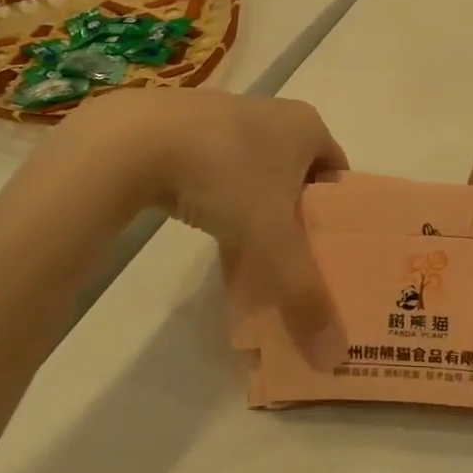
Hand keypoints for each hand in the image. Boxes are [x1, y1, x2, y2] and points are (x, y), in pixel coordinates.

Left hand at [35, 91, 347, 351]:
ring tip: (252, 258)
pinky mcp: (184, 128)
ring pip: (255, 177)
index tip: (331, 253)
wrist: (133, 139)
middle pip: (297, 178)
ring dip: (256, 215)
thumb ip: (304, 295)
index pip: (338, 175)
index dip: (339, 216)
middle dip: (296, 221)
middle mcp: (272, 114)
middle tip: (294, 262)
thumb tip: (333, 358)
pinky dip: (220, 204)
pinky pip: (218, 173)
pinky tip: (210, 235)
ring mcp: (225, 117)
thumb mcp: (271, 241)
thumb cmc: (226, 176)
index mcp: (306, 127)